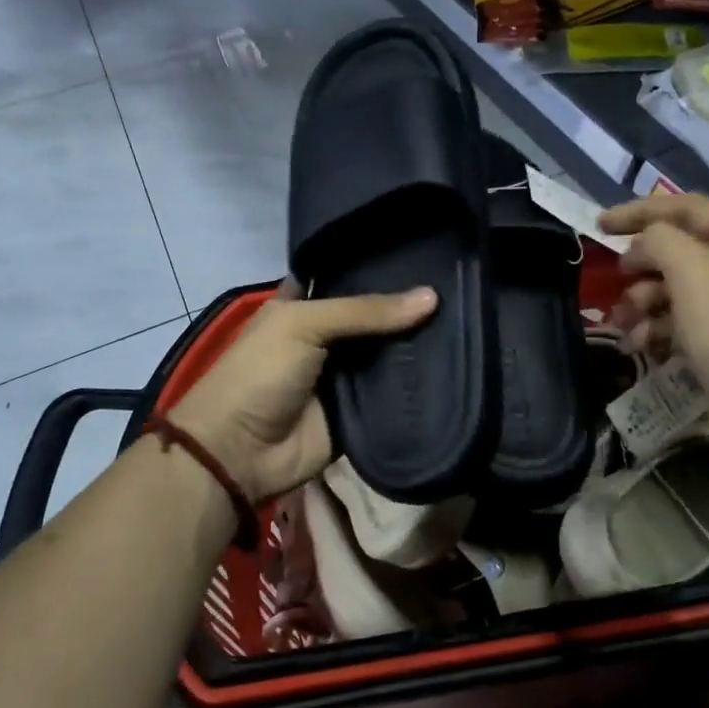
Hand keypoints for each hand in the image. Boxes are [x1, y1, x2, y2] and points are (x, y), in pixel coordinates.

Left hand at [170, 281, 436, 503]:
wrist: (241, 453)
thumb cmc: (260, 374)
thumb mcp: (304, 325)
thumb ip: (365, 311)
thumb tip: (432, 297)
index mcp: (305, 308)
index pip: (348, 279)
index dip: (379, 268)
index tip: (425, 255)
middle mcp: (329, 339)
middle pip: (376, 319)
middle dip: (410, 308)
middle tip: (459, 288)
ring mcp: (346, 378)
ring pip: (390, 356)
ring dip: (420, 347)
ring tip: (467, 321)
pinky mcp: (360, 414)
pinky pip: (395, 396)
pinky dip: (418, 387)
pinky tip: (456, 367)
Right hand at [599, 194, 708, 465]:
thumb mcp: (694, 269)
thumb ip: (660, 240)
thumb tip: (643, 245)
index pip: (688, 208)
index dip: (642, 211)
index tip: (600, 225)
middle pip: (680, 251)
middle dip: (642, 263)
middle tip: (615, 277)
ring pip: (676, 291)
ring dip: (642, 302)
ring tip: (622, 322)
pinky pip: (680, 326)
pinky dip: (656, 331)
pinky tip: (638, 346)